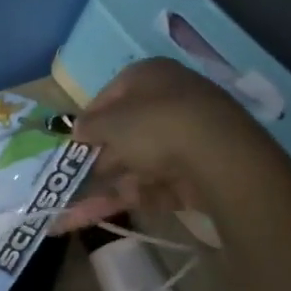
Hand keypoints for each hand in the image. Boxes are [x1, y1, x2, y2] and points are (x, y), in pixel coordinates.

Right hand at [52, 58, 288, 231]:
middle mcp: (170, 100)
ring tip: (76, 210)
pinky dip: (135, 196)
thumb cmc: (154, 125)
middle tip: (72, 181)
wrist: (218, 157)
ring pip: (138, 162)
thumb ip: (89, 126)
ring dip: (107, 186)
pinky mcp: (199, 170)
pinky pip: (158, 182)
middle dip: (97, 161)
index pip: (110, 95)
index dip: (89, 120)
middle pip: (125, 133)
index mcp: (149, 76)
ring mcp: (188, 137)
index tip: (74, 143)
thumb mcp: (109, 122)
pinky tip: (108, 214)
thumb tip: (78, 129)